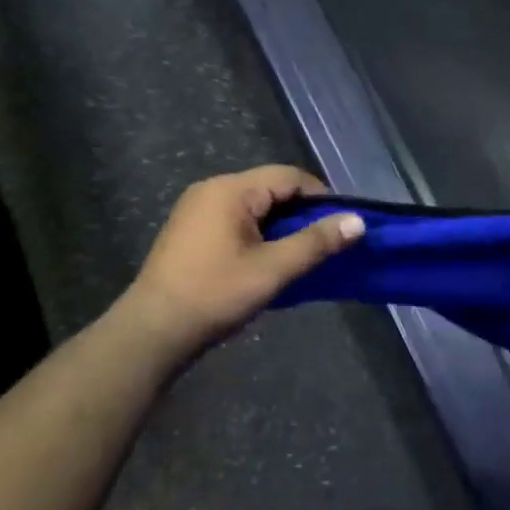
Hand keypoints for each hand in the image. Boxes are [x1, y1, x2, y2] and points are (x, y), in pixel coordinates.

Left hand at [126, 166, 364, 354]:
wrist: (152, 332)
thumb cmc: (215, 294)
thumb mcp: (273, 269)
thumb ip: (316, 242)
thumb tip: (357, 221)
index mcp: (230, 189)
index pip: (289, 176)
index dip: (320, 197)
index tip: (341, 227)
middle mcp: (211, 189)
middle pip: (270, 189)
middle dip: (301, 214)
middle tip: (324, 245)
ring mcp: (196, 209)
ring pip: (254, 207)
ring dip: (280, 227)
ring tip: (299, 257)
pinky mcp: (189, 231)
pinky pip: (235, 220)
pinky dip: (258, 234)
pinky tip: (267, 262)